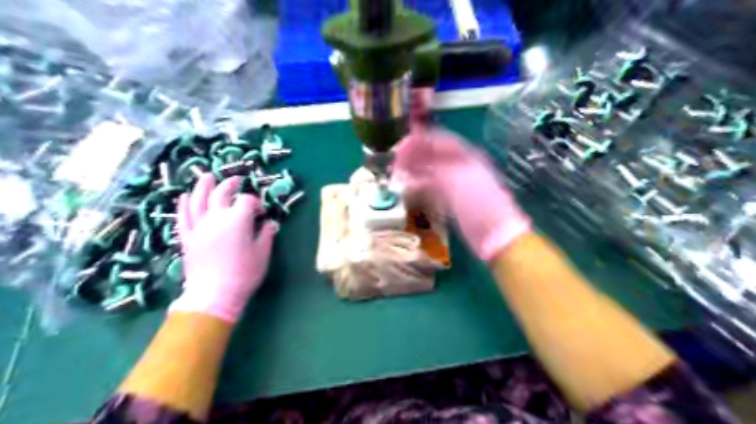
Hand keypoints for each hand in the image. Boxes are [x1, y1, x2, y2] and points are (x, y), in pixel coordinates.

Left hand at [169, 173, 277, 321]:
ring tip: (208, 176)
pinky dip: (183, 205)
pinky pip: (183, 217)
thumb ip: (266, 234)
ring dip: (203, 186)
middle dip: (230, 185)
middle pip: (221, 193)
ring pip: (198, 200)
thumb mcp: (263, 253)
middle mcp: (216, 217)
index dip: (255, 202)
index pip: (247, 201)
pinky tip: (183, 197)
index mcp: (237, 220)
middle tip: (236, 180)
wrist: (214, 295)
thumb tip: (270, 223)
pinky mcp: (187, 237)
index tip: (261, 211)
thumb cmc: (244, 274)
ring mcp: (198, 226)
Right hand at [396, 126, 529, 258]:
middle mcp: (460, 166)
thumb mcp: (457, 182)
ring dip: (414, 172)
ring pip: (431, 172)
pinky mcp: (453, 200)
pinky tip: (408, 190)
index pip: (437, 141)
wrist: (496, 236)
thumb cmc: (479, 205)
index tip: (398, 148)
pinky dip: (419, 187)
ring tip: (397, 176)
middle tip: (394, 164)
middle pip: (432, 155)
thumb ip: (433, 170)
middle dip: (412, 157)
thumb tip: (412, 164)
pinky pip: (432, 188)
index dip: (417, 141)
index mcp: (465, 156)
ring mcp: (456, 184)